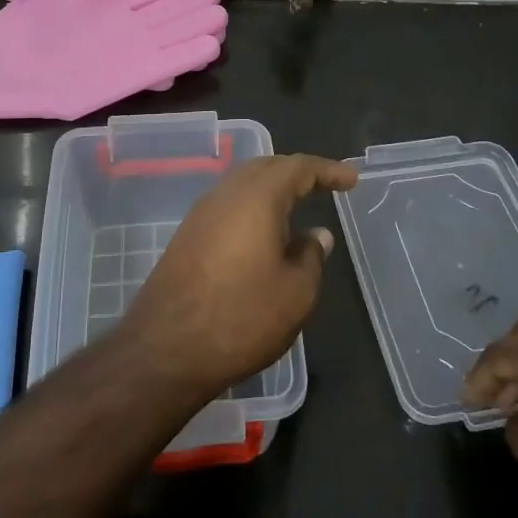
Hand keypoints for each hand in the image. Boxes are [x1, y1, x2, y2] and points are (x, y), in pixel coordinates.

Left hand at [121, 154, 358, 397]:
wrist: (166, 349)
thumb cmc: (241, 318)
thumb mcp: (296, 293)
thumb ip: (312, 256)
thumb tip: (316, 235)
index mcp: (256, 198)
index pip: (297, 168)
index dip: (327, 170)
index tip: (351, 179)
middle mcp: (225, 196)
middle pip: (265, 168)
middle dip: (297, 172)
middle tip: (324, 185)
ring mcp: (200, 215)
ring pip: (242, 186)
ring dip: (272, 189)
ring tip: (297, 207)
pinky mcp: (186, 237)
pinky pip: (227, 207)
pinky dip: (252, 208)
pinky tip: (264, 234)